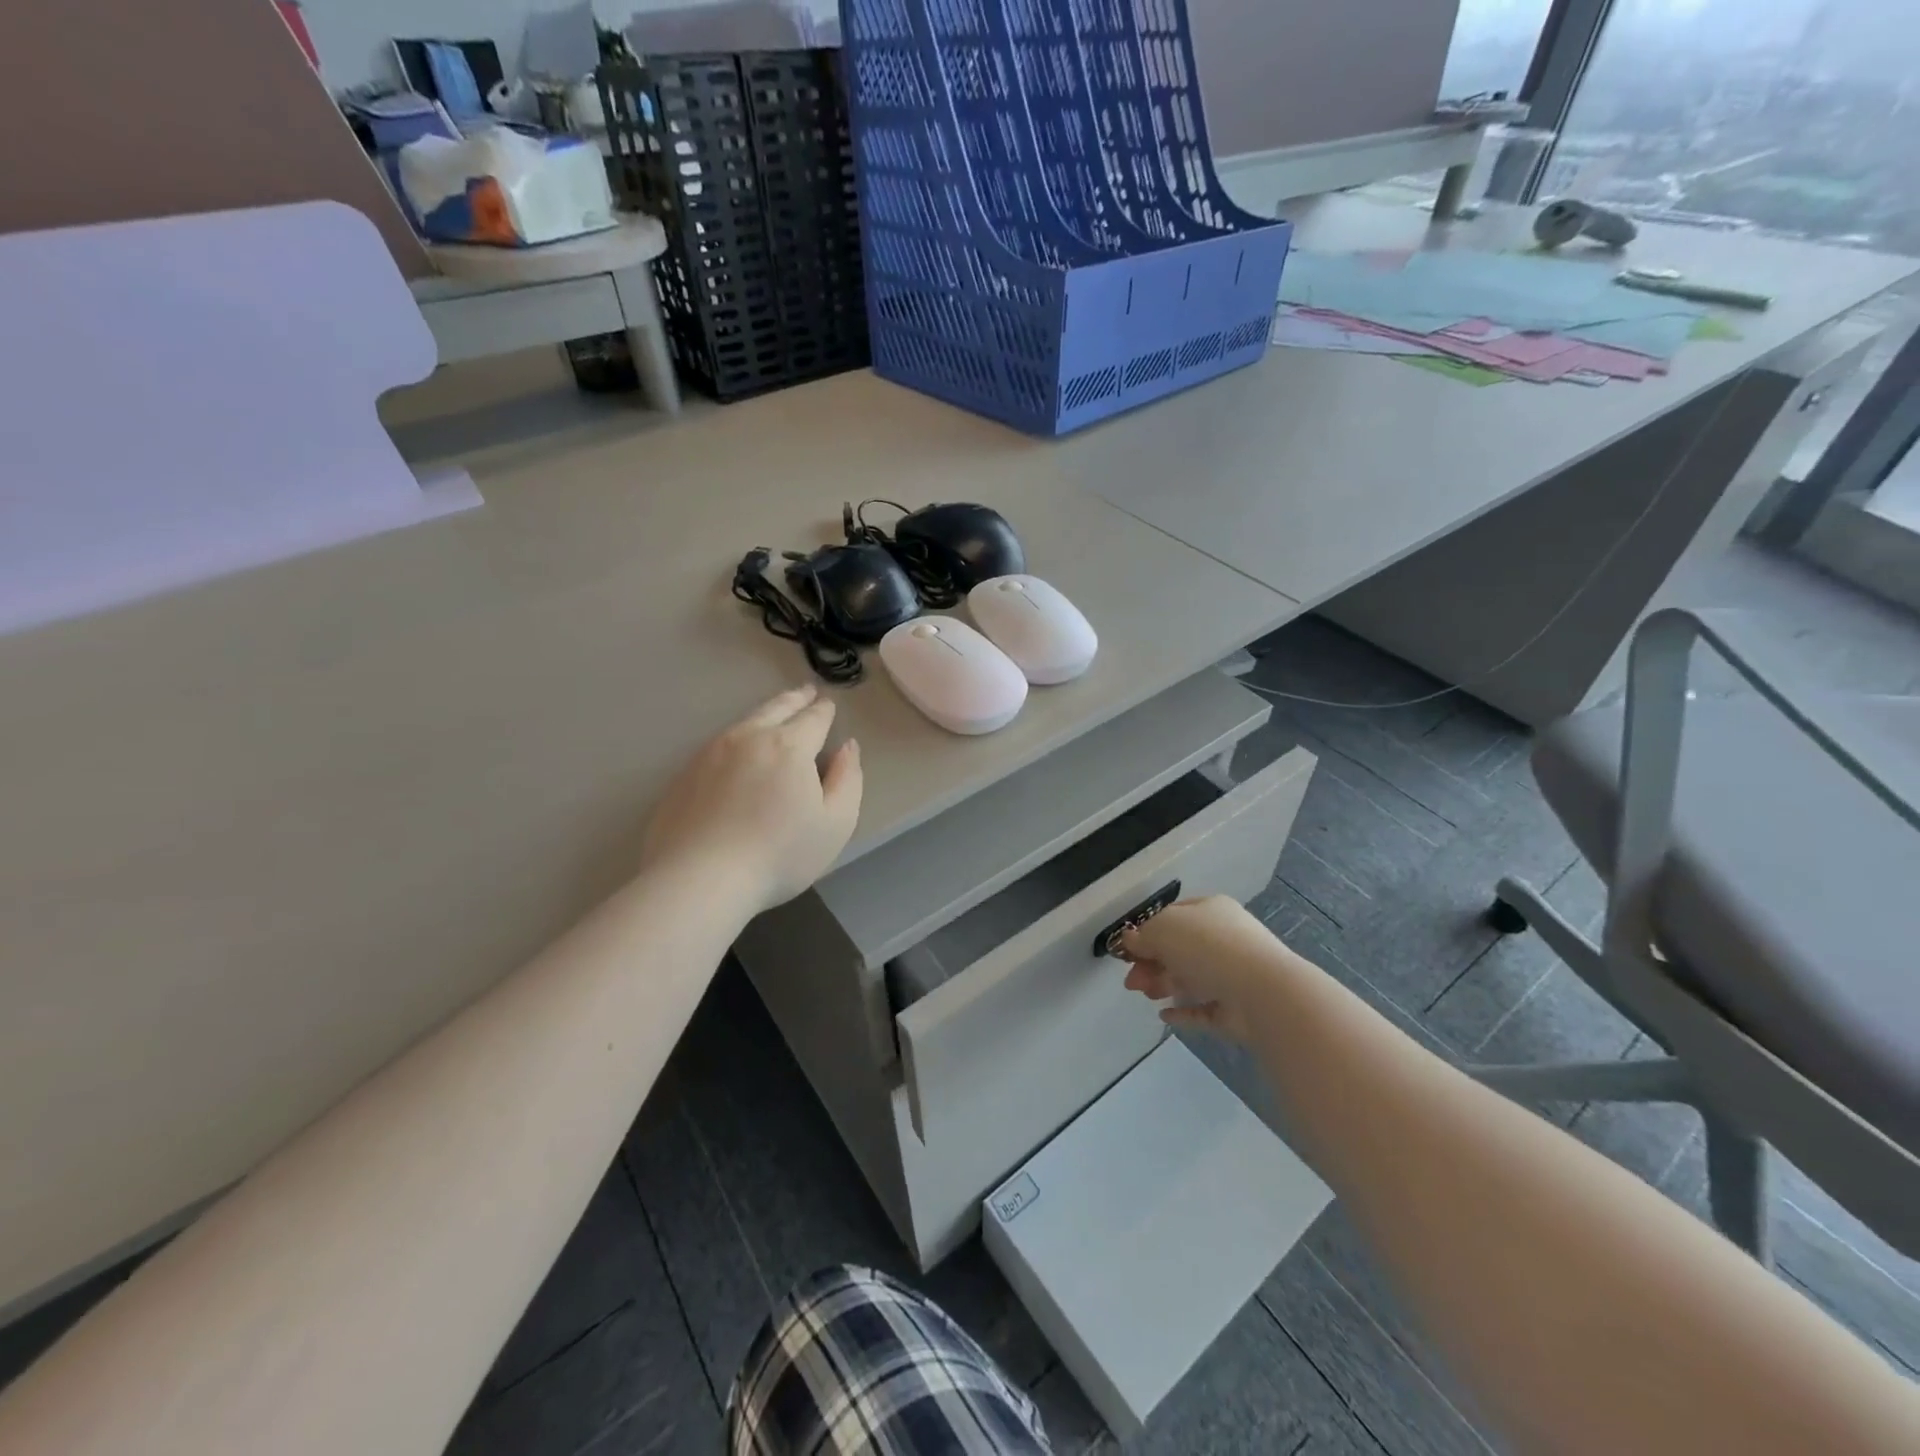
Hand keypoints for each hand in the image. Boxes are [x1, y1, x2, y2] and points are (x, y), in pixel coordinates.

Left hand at [642, 684, 862, 915]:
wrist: (699, 879)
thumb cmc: (779, 854)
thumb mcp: (835, 823)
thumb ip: (847, 779)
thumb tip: (847, 747)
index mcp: (790, 746)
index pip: (813, 718)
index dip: (824, 710)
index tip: (829, 704)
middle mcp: (748, 738)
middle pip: (776, 709)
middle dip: (795, 699)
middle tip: (805, 691)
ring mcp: (710, 753)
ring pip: (744, 722)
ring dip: (765, 713)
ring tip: (775, 713)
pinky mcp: (684, 774)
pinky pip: (718, 745)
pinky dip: (737, 739)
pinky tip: (737, 751)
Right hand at [1120, 896, 1297, 1042]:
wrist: (1262, 991)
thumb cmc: (1208, 947)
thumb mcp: (1163, 929)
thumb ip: (1142, 936)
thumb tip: (1129, 941)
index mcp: (1210, 910)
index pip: (1173, 917)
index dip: (1148, 933)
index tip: (1128, 953)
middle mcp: (1225, 938)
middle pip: (1179, 950)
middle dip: (1151, 964)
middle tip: (1131, 982)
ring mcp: (1234, 974)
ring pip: (1191, 978)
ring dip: (1164, 984)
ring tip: (1146, 995)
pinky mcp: (1237, 1008)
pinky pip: (1205, 1008)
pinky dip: (1184, 1011)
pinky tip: (1164, 1016)